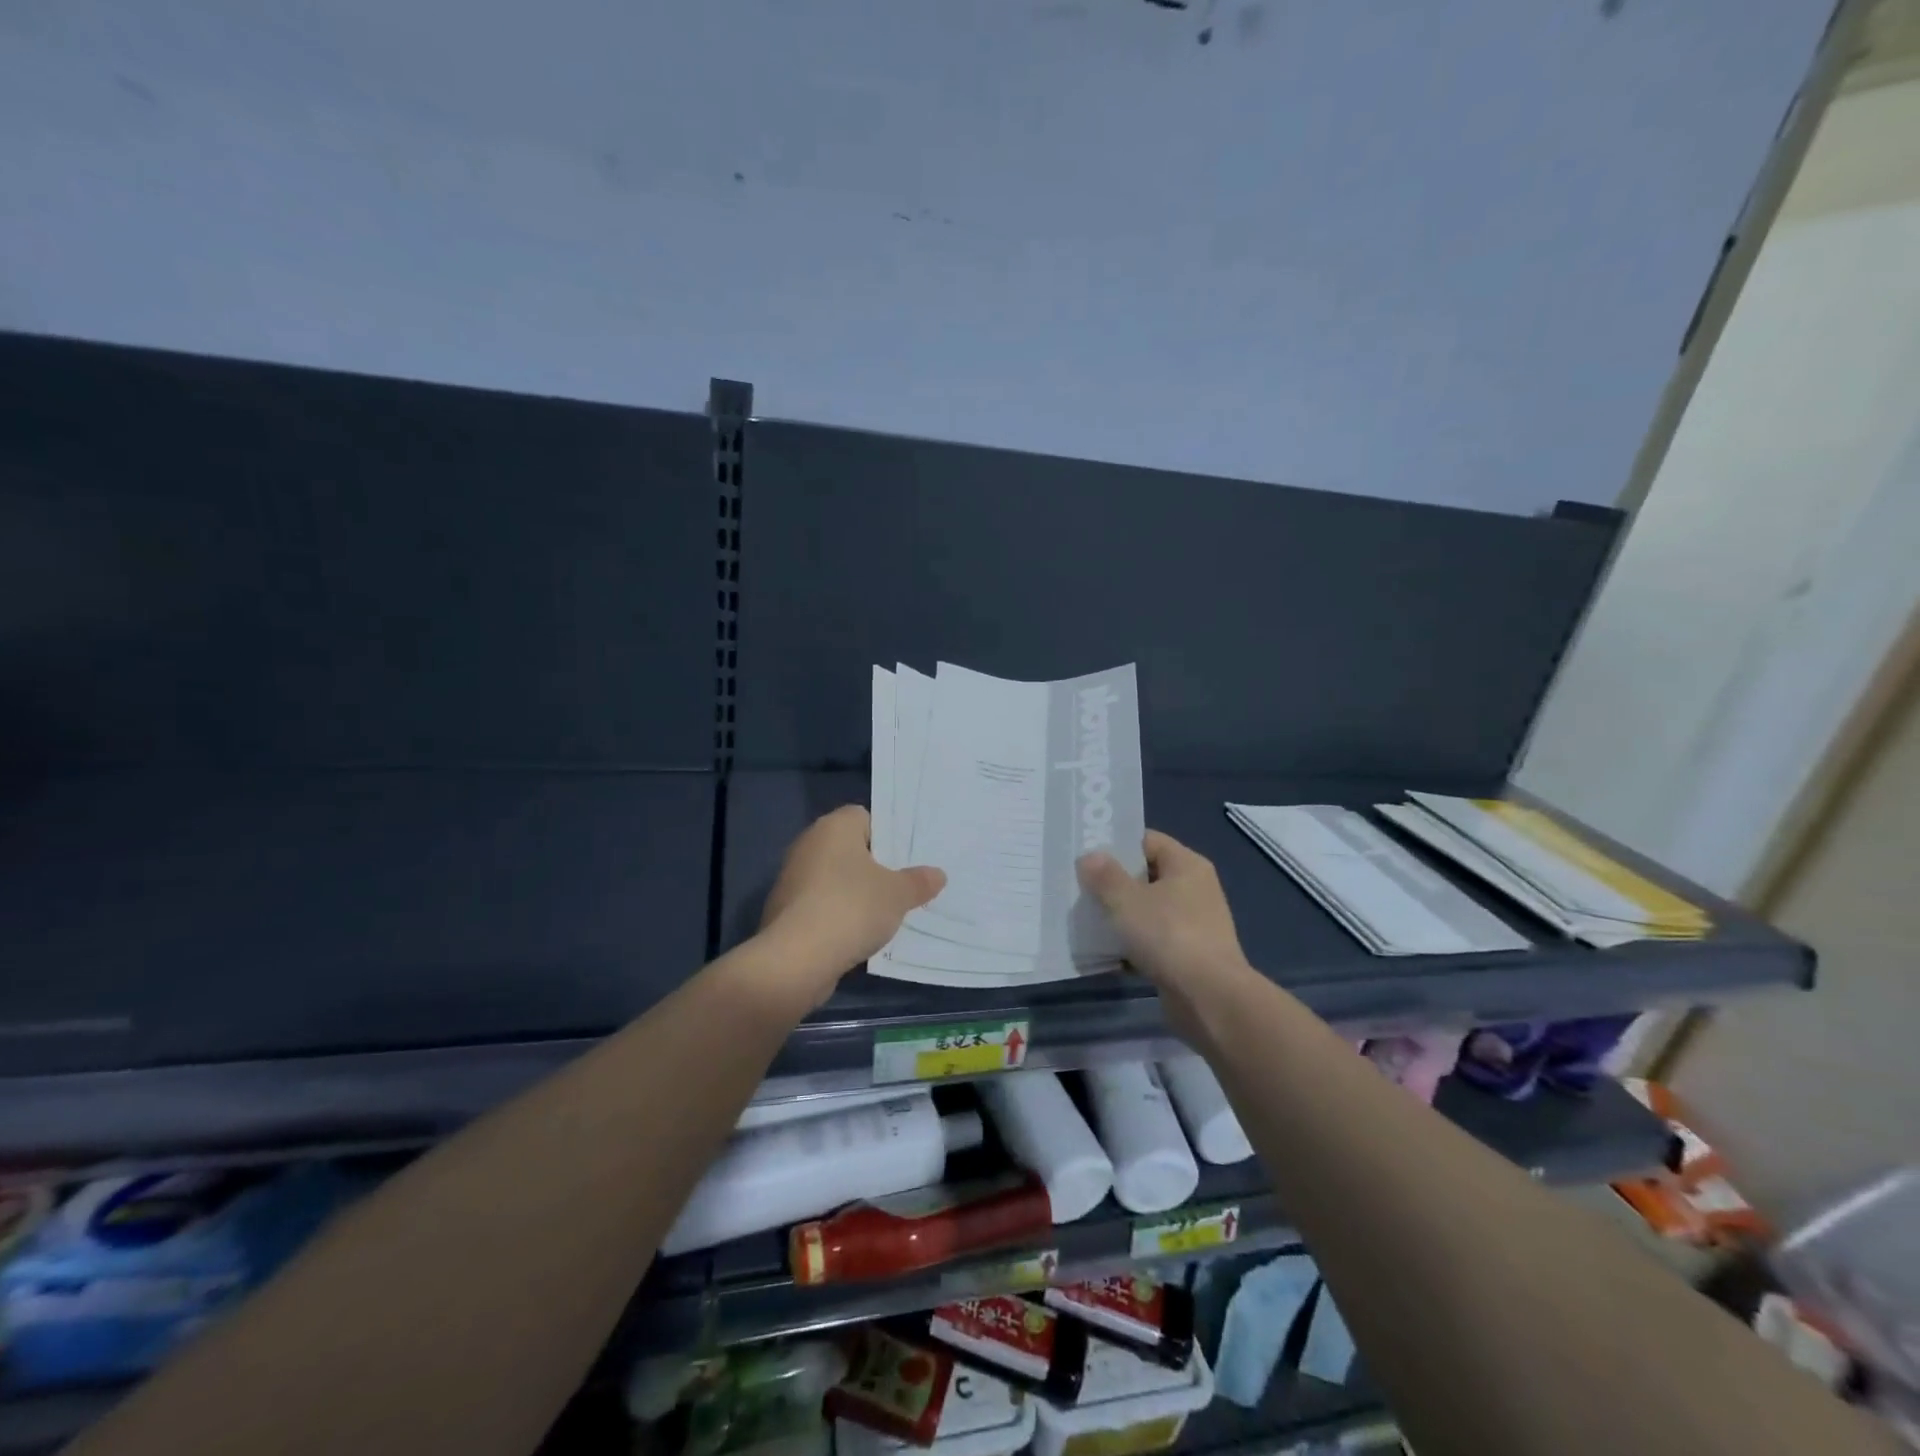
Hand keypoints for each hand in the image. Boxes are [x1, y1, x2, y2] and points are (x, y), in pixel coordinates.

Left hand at [758, 806, 946, 1002]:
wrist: (795, 959)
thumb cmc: (851, 908)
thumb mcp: (898, 895)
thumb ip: (918, 882)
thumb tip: (937, 874)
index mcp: (834, 827)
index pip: (865, 817)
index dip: (887, 836)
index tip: (906, 860)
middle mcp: (808, 844)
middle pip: (849, 849)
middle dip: (874, 867)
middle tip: (903, 886)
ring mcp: (792, 878)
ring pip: (834, 879)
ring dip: (854, 894)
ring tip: (884, 915)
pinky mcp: (784, 911)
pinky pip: (820, 905)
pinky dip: (837, 916)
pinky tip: (856, 935)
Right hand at [1078, 830, 1251, 1013]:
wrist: (1209, 998)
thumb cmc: (1169, 936)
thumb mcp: (1126, 900)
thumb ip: (1104, 876)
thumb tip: (1091, 857)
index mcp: (1187, 865)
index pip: (1147, 841)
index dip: (1117, 845)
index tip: (1086, 856)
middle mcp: (1195, 889)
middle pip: (1147, 876)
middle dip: (1114, 883)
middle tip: (1080, 888)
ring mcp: (1195, 924)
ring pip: (1148, 911)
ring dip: (1121, 917)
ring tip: (1087, 920)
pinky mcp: (1189, 956)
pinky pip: (1154, 941)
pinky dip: (1133, 945)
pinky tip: (1106, 953)